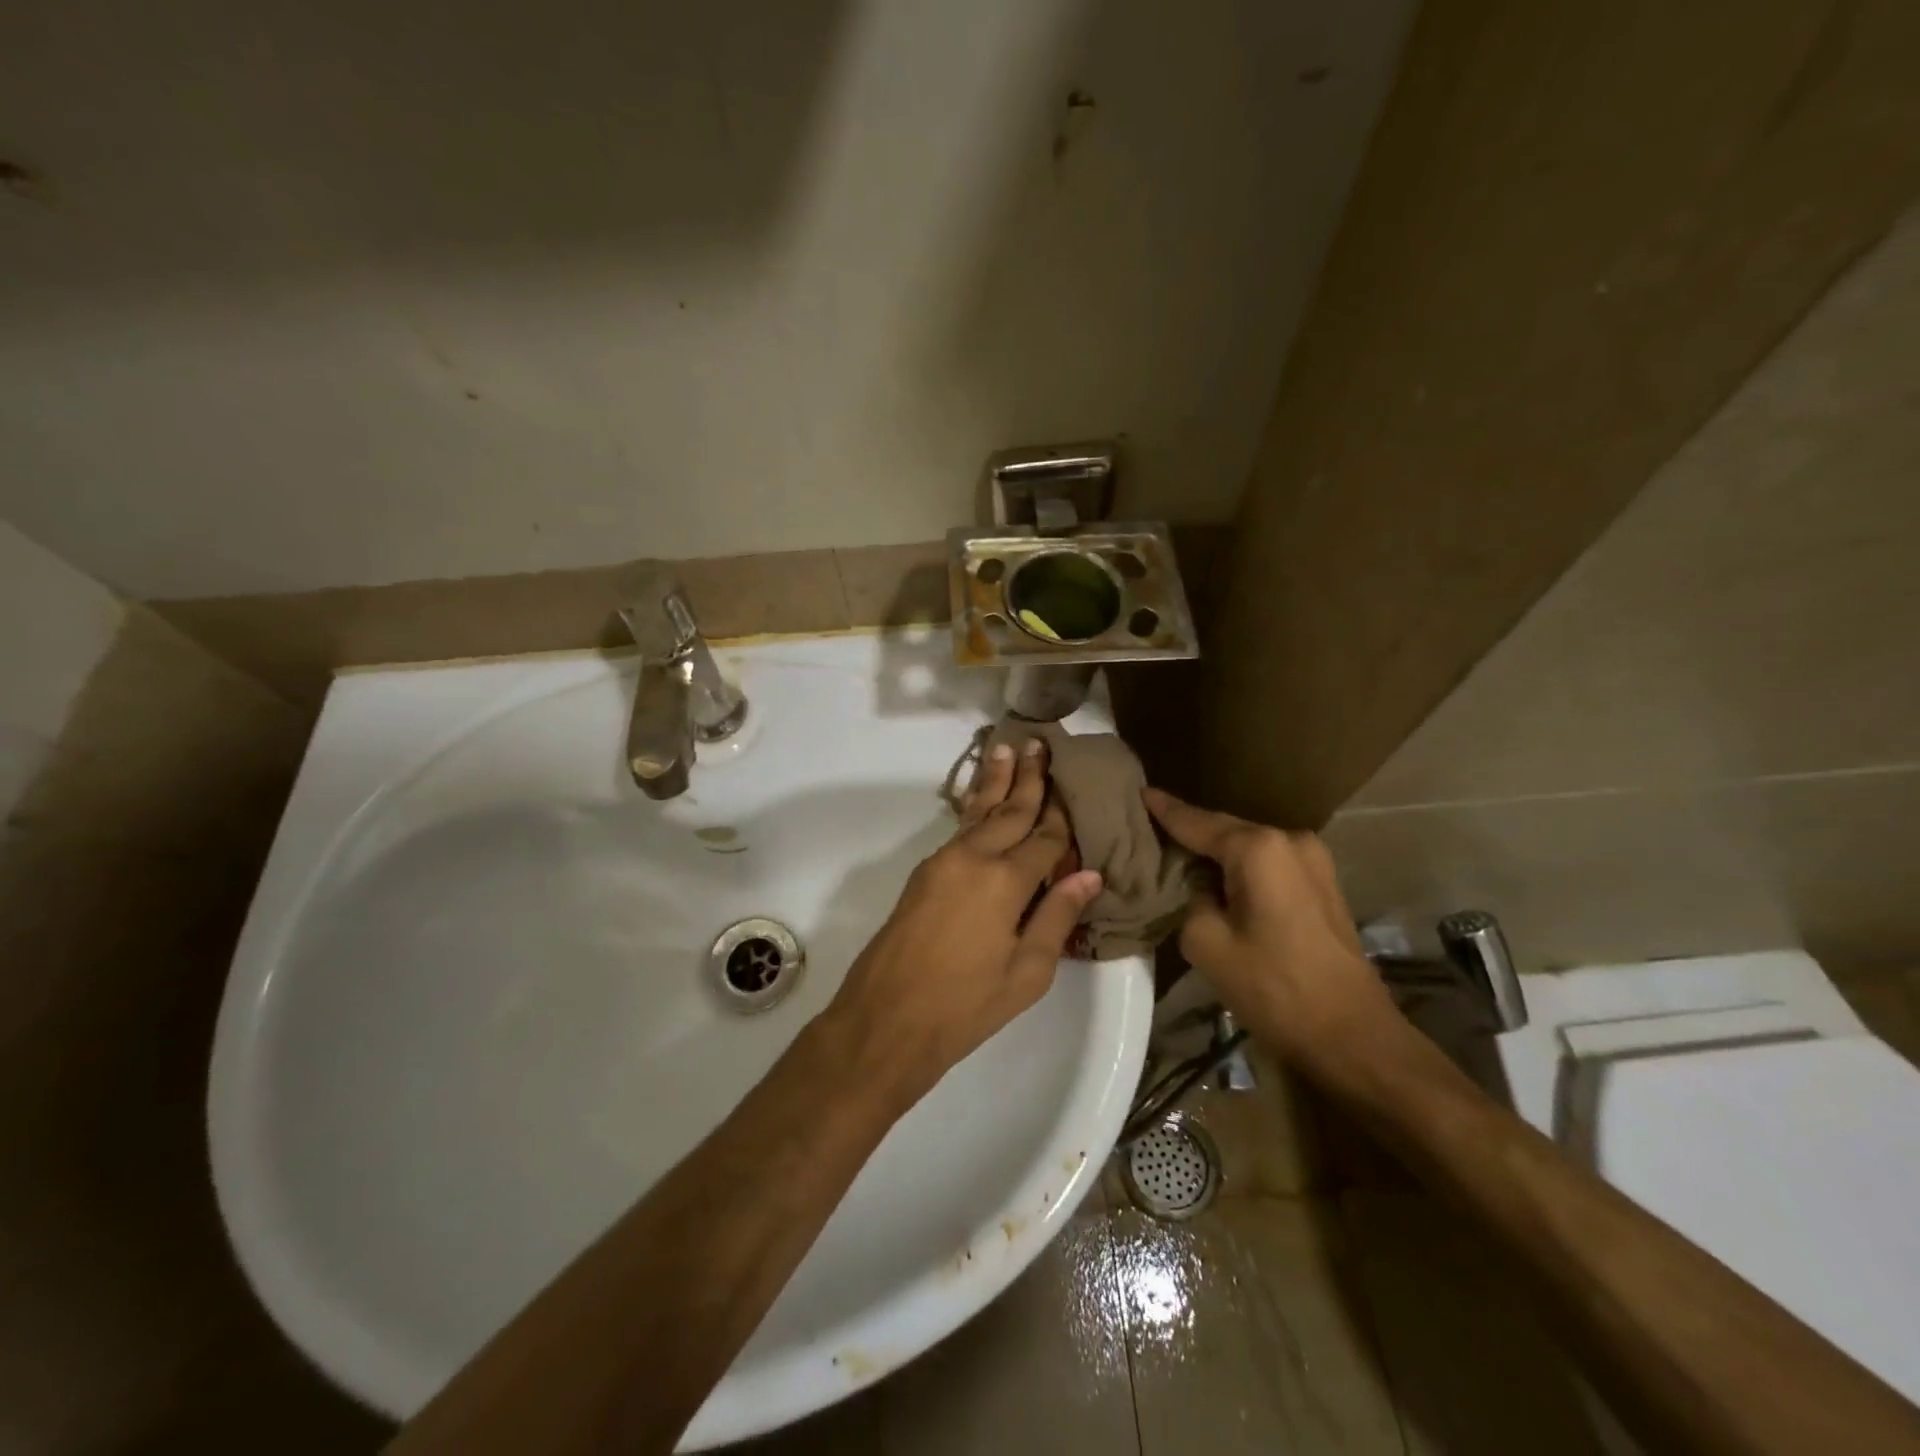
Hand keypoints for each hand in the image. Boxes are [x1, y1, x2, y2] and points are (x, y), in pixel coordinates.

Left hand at [828, 738, 1103, 1107]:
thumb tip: (1089, 874)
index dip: (1062, 815)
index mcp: (1005, 882)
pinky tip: (982, 797)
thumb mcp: (1026, 973)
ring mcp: (943, 861)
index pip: (1045, 838)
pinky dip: (975, 806)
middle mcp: (974, 858)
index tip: (1074, 786)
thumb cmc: (965, 1005)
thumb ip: (1057, 917)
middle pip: (1010, 810)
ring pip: (979, 811)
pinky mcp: (924, 872)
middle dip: (1029, 777)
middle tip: (1040, 742)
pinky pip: (959, 828)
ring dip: (997, 781)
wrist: (886, 1018)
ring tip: (1008, 749)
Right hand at [1142, 787, 1398, 1070]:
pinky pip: (1268, 863)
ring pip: (1248, 846)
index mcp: (1257, 848)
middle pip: (1225, 829)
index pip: (1196, 822)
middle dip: (1189, 829)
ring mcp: (1313, 859)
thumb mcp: (1206, 942)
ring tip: (1175, 851)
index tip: (1137, 792)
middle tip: (1148, 826)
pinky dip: (1239, 866)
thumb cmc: (1273, 988)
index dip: (1164, 810)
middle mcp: (1288, 839)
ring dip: (1215, 851)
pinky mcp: (1322, 882)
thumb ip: (1188, 897)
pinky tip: (1216, 874)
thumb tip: (1194, 883)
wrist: (1352, 1035)